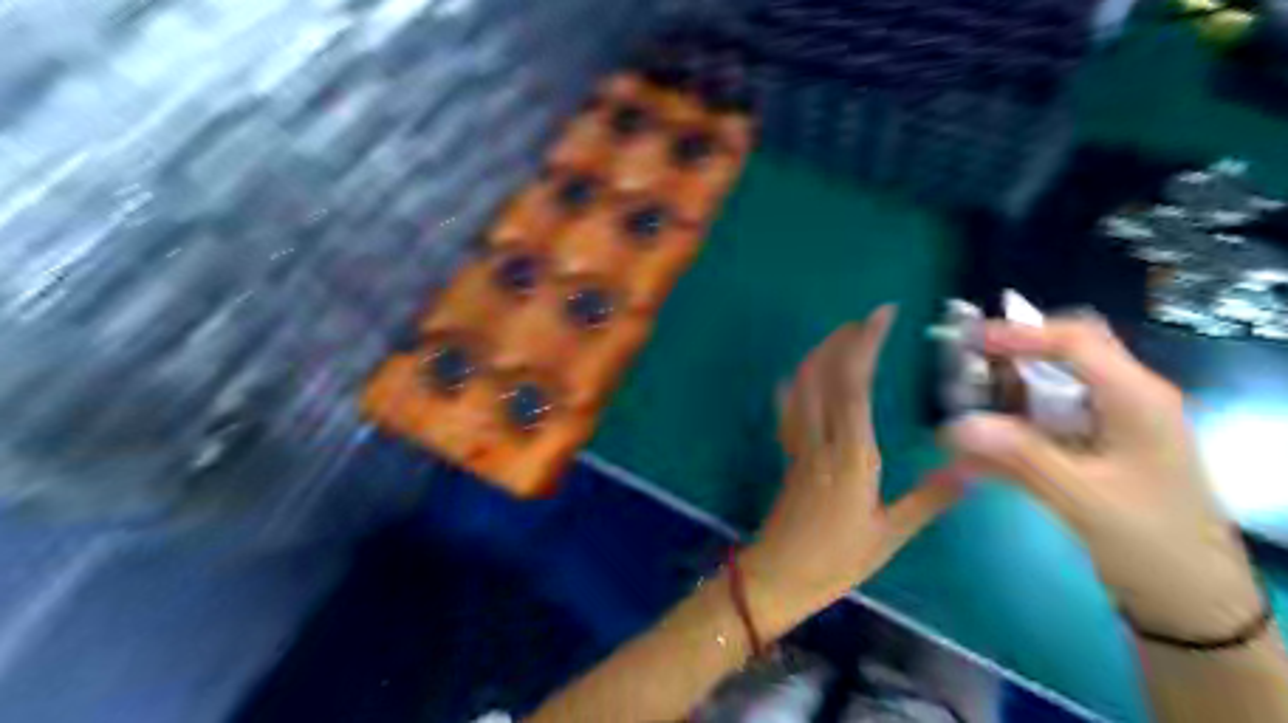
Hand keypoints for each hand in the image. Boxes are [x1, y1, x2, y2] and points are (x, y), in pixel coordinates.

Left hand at [735, 309, 966, 635]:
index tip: (880, 316)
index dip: (864, 345)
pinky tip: (797, 375)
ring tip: (839, 336)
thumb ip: (929, 499)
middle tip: (865, 319)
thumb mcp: (891, 535)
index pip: (854, 386)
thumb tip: (971, 468)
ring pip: (802, 387)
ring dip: (819, 355)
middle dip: (841, 341)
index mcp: (851, 455)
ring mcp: (799, 444)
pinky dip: (795, 384)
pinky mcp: (789, 454)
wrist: (780, 573)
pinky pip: (789, 408)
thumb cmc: (838, 559)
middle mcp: (821, 440)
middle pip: (824, 376)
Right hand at [944, 317, 1265, 639]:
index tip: (968, 342)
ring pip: (1050, 387)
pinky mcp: (1095, 446)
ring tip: (962, 406)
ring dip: (1005, 392)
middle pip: (1065, 354)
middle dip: (1012, 355)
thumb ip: (1019, 455)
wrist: (1189, 599)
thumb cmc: (1149, 542)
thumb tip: (954, 425)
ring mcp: (1110, 423)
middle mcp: (1124, 399)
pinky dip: (1011, 426)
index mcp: (1135, 398)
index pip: (1076, 341)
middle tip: (963, 368)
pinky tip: (977, 450)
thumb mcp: (1082, 498)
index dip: (1020, 334)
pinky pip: (1045, 422)